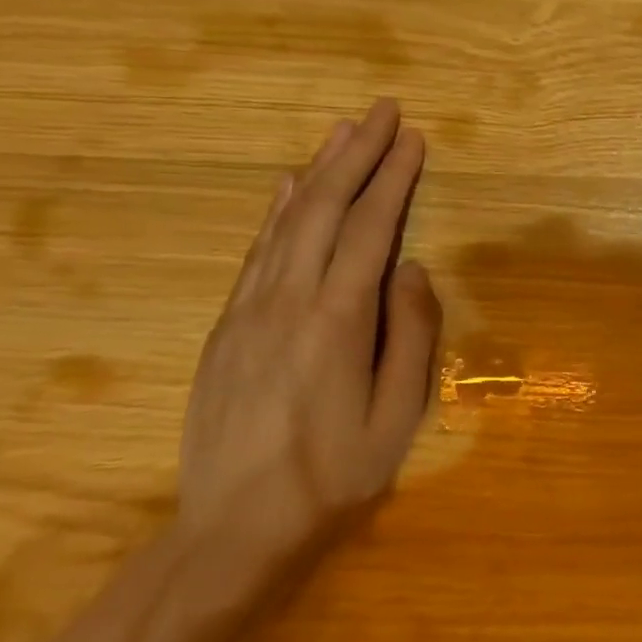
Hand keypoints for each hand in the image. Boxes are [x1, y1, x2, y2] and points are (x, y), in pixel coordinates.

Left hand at [177, 99, 441, 574]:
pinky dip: (276, 208)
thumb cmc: (333, 475)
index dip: (393, 178)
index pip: (369, 228)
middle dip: (357, 153)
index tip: (413, 138)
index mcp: (337, 320)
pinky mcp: (227, 325)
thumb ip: (411, 336)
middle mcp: (289, 300)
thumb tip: (413, 268)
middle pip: (323, 207)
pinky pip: (257, 250)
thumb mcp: (397, 417)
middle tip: (383, 111)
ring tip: (343, 130)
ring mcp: (250, 309)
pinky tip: (286, 184)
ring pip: (286, 220)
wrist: (231, 530)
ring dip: (317, 168)